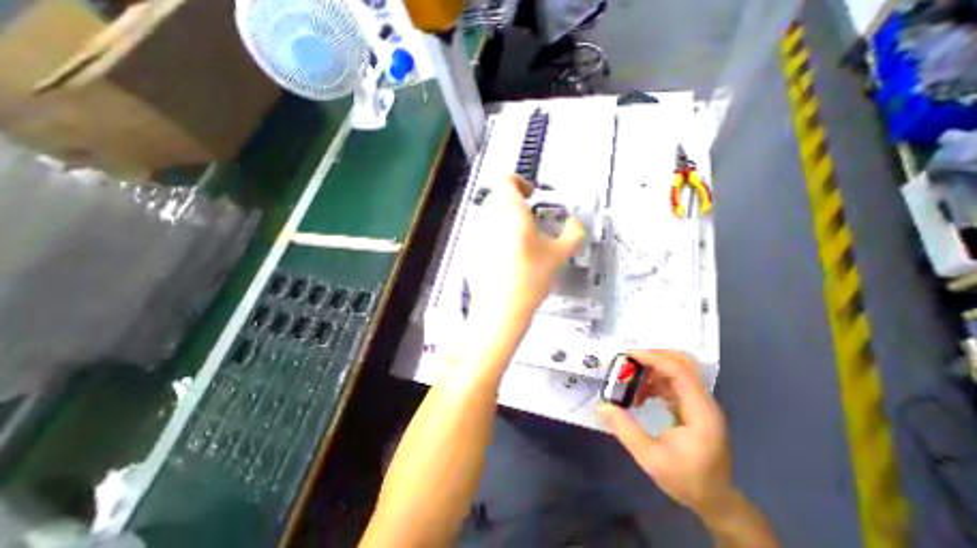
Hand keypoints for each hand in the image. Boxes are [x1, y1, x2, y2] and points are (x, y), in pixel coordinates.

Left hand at [467, 173, 581, 336]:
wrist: (500, 310)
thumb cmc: (528, 280)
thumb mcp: (559, 255)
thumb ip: (573, 233)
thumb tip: (574, 224)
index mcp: (509, 212)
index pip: (504, 178)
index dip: (519, 181)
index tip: (531, 194)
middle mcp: (488, 218)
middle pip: (497, 195)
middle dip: (515, 202)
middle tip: (531, 218)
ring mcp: (476, 234)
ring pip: (490, 213)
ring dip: (505, 218)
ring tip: (521, 239)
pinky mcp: (470, 249)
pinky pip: (483, 231)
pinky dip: (495, 234)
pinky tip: (507, 255)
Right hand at [595, 352, 733, 517]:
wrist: (715, 501)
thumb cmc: (686, 480)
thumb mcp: (650, 458)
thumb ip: (626, 430)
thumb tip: (603, 405)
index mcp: (700, 413)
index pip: (680, 372)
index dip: (654, 358)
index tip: (628, 354)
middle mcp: (704, 402)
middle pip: (683, 363)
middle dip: (654, 356)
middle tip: (629, 360)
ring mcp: (701, 404)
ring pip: (678, 371)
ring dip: (653, 368)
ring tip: (631, 378)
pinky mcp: (695, 407)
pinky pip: (675, 382)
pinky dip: (656, 380)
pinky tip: (642, 393)